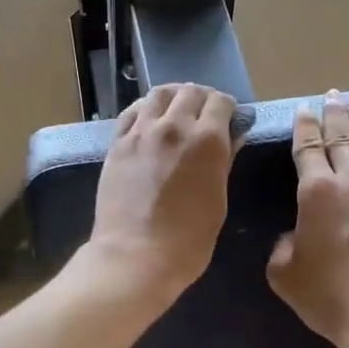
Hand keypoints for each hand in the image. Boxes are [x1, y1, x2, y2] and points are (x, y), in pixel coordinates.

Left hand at [80, 83, 238, 307]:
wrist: (135, 256)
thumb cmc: (188, 240)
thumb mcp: (218, 201)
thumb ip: (224, 161)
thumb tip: (231, 137)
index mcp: (207, 140)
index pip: (220, 102)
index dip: (227, 108)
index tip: (228, 119)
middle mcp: (174, 126)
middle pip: (190, 91)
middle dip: (201, 98)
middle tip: (203, 115)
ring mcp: (141, 132)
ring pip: (159, 94)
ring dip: (172, 97)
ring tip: (175, 111)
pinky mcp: (117, 144)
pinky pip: (132, 112)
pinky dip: (145, 109)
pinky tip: (149, 120)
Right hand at [267, 91, 348, 347]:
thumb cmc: (329, 296)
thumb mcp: (284, 272)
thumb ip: (283, 243)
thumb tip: (295, 233)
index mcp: (316, 193)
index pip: (309, 146)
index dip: (305, 126)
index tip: (304, 110)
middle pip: (342, 136)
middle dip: (334, 113)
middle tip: (331, 95)